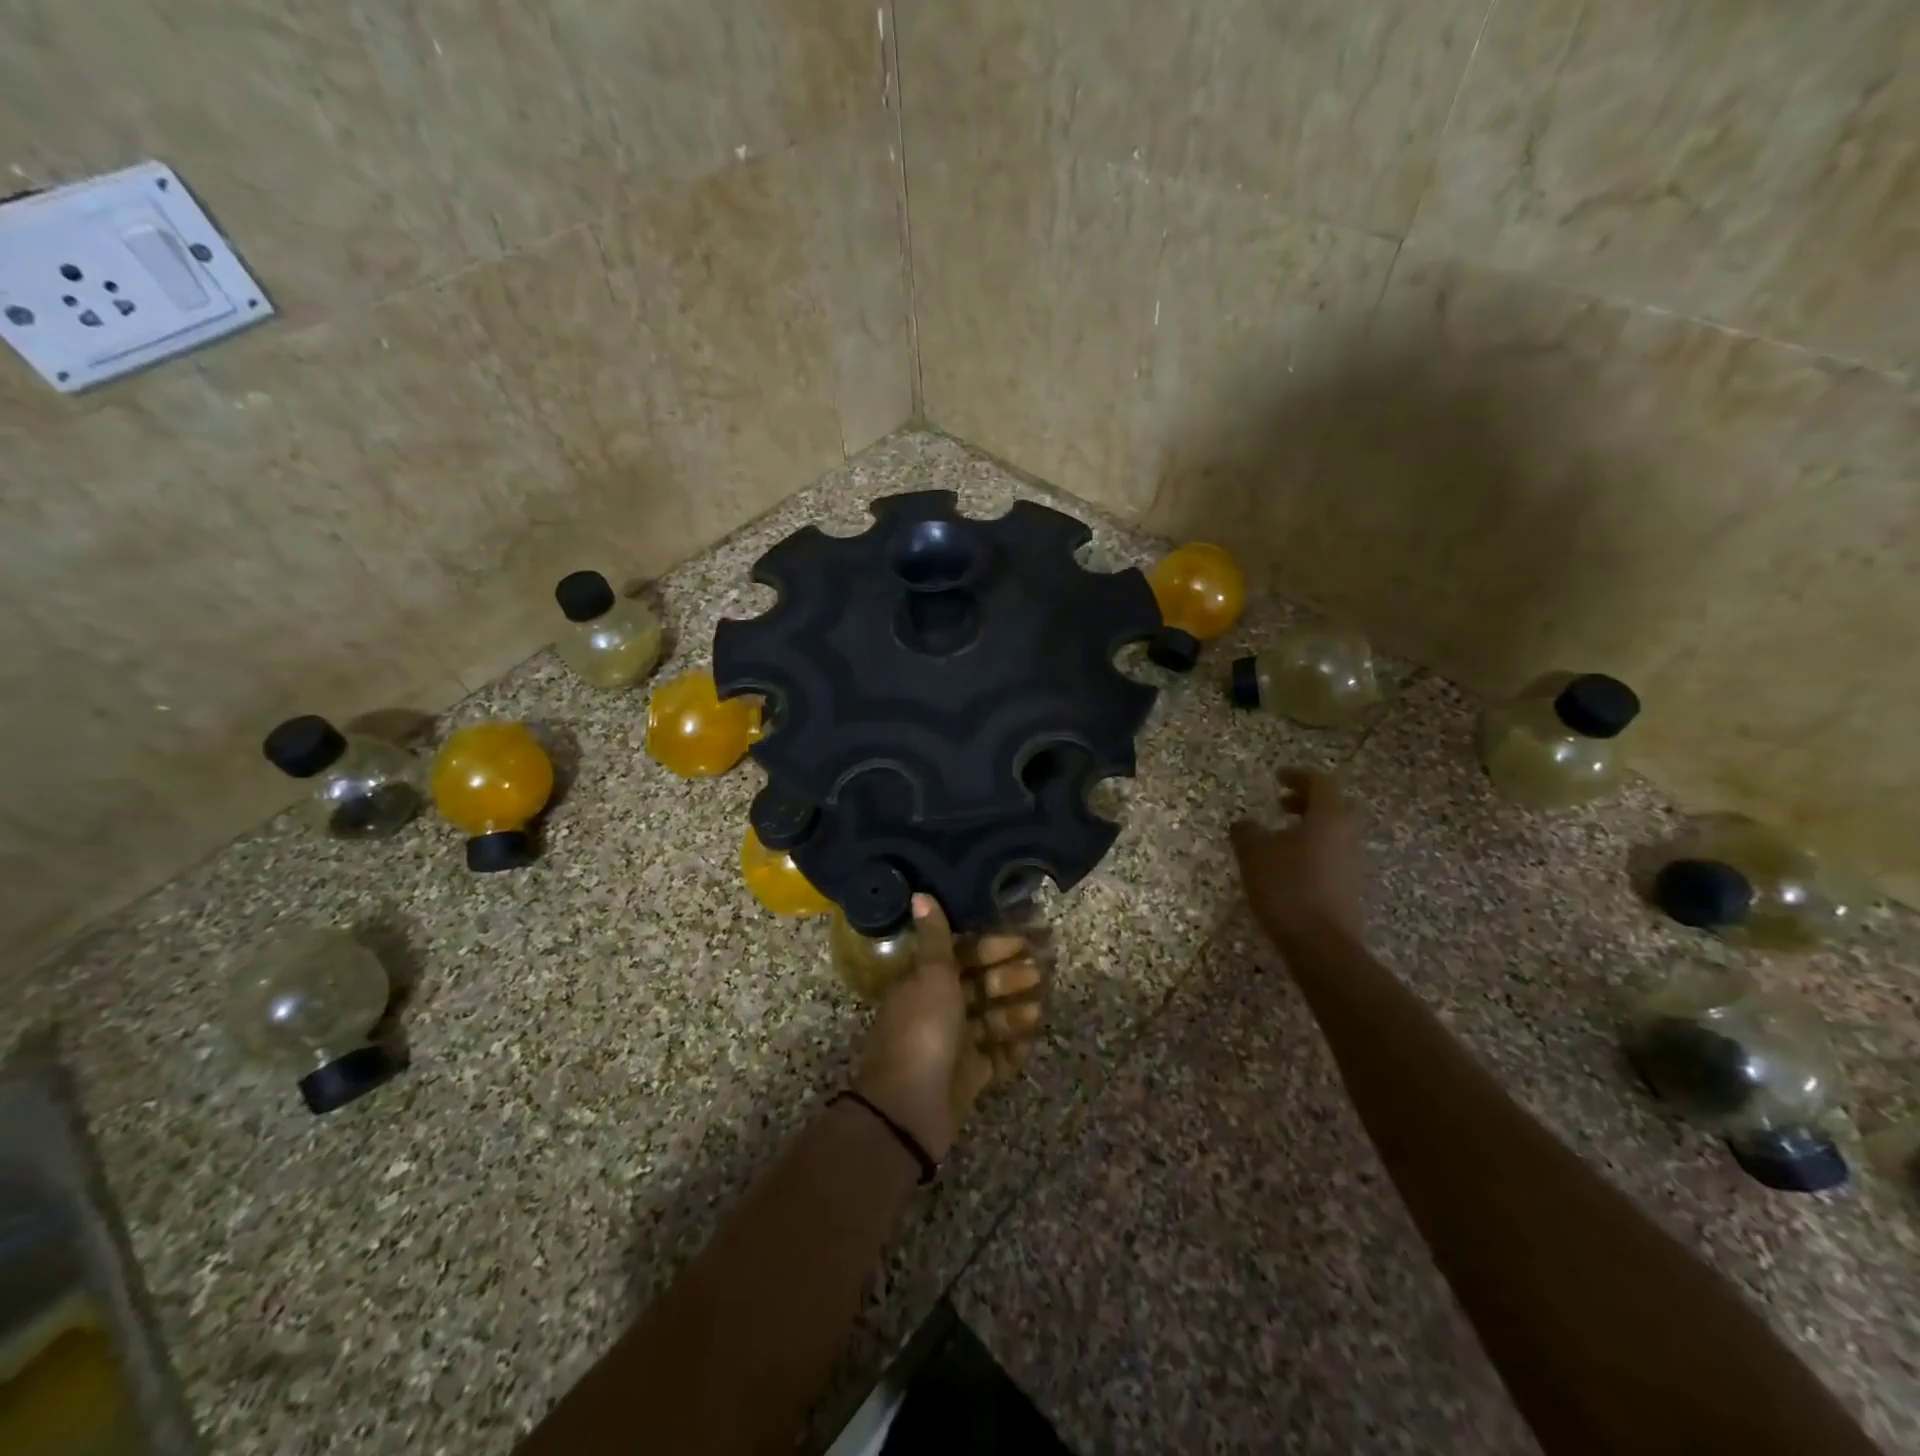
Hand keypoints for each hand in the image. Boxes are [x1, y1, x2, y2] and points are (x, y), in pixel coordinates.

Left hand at [852, 895, 1044, 1161]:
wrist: (909, 1109)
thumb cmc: (923, 1031)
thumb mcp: (932, 976)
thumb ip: (934, 937)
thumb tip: (919, 893)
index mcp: (925, 981)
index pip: (964, 955)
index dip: (993, 946)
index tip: (1025, 940)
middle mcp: (938, 1009)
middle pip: (980, 986)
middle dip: (1009, 978)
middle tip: (1040, 972)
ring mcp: (953, 1045)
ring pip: (990, 1020)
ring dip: (1014, 1011)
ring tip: (1040, 1007)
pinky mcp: (968, 1077)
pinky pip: (995, 1058)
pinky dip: (1012, 1049)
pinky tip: (1032, 1040)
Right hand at [1230, 768, 1367, 948]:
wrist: (1320, 944)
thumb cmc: (1286, 887)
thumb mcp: (1254, 853)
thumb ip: (1247, 831)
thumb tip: (1244, 824)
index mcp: (1328, 817)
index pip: (1320, 783)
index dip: (1298, 776)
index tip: (1278, 776)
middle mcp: (1347, 834)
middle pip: (1334, 806)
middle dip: (1307, 801)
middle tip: (1281, 803)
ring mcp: (1353, 863)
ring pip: (1334, 832)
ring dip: (1310, 827)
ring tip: (1280, 836)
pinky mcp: (1350, 888)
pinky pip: (1332, 856)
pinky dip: (1312, 850)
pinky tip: (1288, 866)